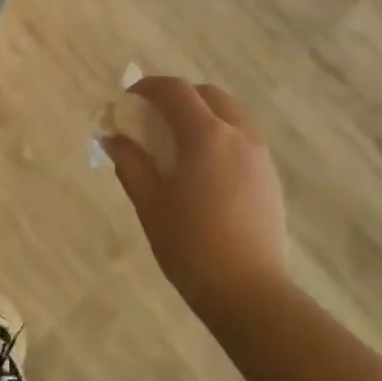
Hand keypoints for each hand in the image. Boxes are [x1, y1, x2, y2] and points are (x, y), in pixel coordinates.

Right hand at [104, 77, 289, 326]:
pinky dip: (218, 135)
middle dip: (177, 97)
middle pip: (207, 95)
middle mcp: (238, 135)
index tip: (126, 100)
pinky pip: (241, 138)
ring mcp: (259, 155)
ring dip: (201, 115)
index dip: (147, 87)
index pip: (175, 91)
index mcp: (206, 136)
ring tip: (176, 143)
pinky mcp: (270, 177)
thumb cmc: (191, 247)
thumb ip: (130, 163)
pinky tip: (202, 169)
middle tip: (151, 119)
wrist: (250, 293)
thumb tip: (112, 137)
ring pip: (229, 114)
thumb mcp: (151, 204)